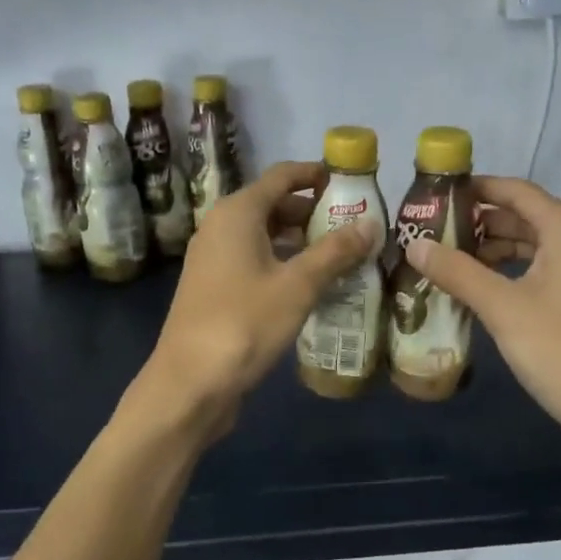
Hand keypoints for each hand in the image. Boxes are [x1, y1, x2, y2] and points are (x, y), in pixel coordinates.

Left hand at [131, 161, 381, 443]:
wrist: (189, 384)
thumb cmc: (244, 324)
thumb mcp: (298, 286)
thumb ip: (335, 252)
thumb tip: (371, 225)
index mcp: (237, 212)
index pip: (282, 176)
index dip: (316, 175)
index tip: (351, 183)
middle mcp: (221, 226)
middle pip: (273, 204)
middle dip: (313, 212)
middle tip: (355, 225)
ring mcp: (214, 258)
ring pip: (265, 234)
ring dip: (301, 240)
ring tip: (342, 254)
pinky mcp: (215, 286)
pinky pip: (255, 259)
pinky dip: (284, 262)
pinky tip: (312, 284)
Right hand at [404, 176, 560, 468]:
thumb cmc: (560, 349)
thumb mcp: (501, 307)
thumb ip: (457, 271)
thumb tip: (413, 245)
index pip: (517, 191)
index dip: (477, 188)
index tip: (437, 194)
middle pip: (525, 217)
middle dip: (480, 222)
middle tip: (434, 230)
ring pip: (534, 246)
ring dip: (494, 249)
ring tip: (450, 259)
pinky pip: (544, 270)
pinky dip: (512, 272)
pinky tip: (482, 288)